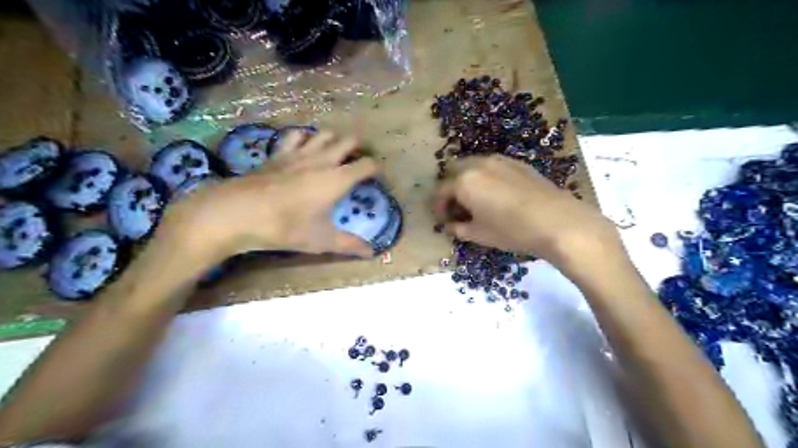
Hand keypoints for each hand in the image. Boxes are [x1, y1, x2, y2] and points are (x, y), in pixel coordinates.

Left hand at [159, 129, 379, 262]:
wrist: (239, 213)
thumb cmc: (286, 226)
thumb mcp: (322, 240)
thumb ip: (349, 245)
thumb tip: (371, 253)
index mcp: (338, 179)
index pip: (367, 164)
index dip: (376, 169)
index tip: (378, 178)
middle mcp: (323, 160)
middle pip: (349, 140)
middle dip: (359, 147)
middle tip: (359, 162)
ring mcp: (299, 153)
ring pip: (325, 134)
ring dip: (334, 139)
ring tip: (336, 153)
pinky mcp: (279, 153)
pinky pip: (296, 136)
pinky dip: (305, 138)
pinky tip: (303, 147)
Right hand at [434, 153, 619, 273]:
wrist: (556, 221)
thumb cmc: (511, 230)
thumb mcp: (479, 234)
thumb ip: (458, 228)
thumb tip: (450, 226)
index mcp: (464, 182)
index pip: (441, 191)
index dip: (438, 207)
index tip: (443, 220)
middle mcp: (478, 164)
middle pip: (454, 171)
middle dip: (451, 188)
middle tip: (457, 207)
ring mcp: (499, 160)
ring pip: (474, 165)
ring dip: (468, 180)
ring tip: (476, 199)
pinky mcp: (518, 163)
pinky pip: (492, 166)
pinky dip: (486, 176)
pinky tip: (497, 193)